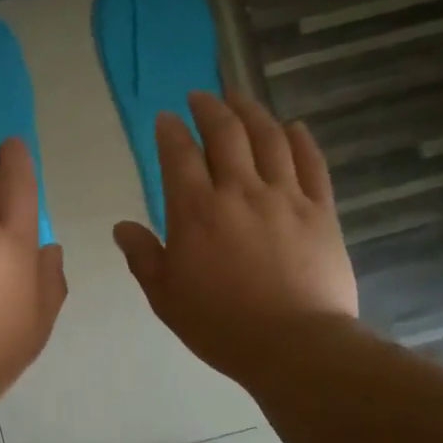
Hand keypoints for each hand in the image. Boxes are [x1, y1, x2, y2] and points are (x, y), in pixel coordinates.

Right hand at [114, 91, 357, 380]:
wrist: (295, 345)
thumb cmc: (221, 326)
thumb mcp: (166, 297)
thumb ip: (143, 257)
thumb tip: (122, 227)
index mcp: (197, 212)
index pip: (179, 155)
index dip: (170, 131)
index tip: (166, 119)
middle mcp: (240, 191)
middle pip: (226, 133)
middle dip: (210, 108)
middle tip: (201, 97)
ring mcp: (285, 197)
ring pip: (269, 137)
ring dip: (252, 112)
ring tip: (240, 99)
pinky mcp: (321, 210)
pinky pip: (311, 162)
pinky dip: (300, 139)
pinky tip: (293, 126)